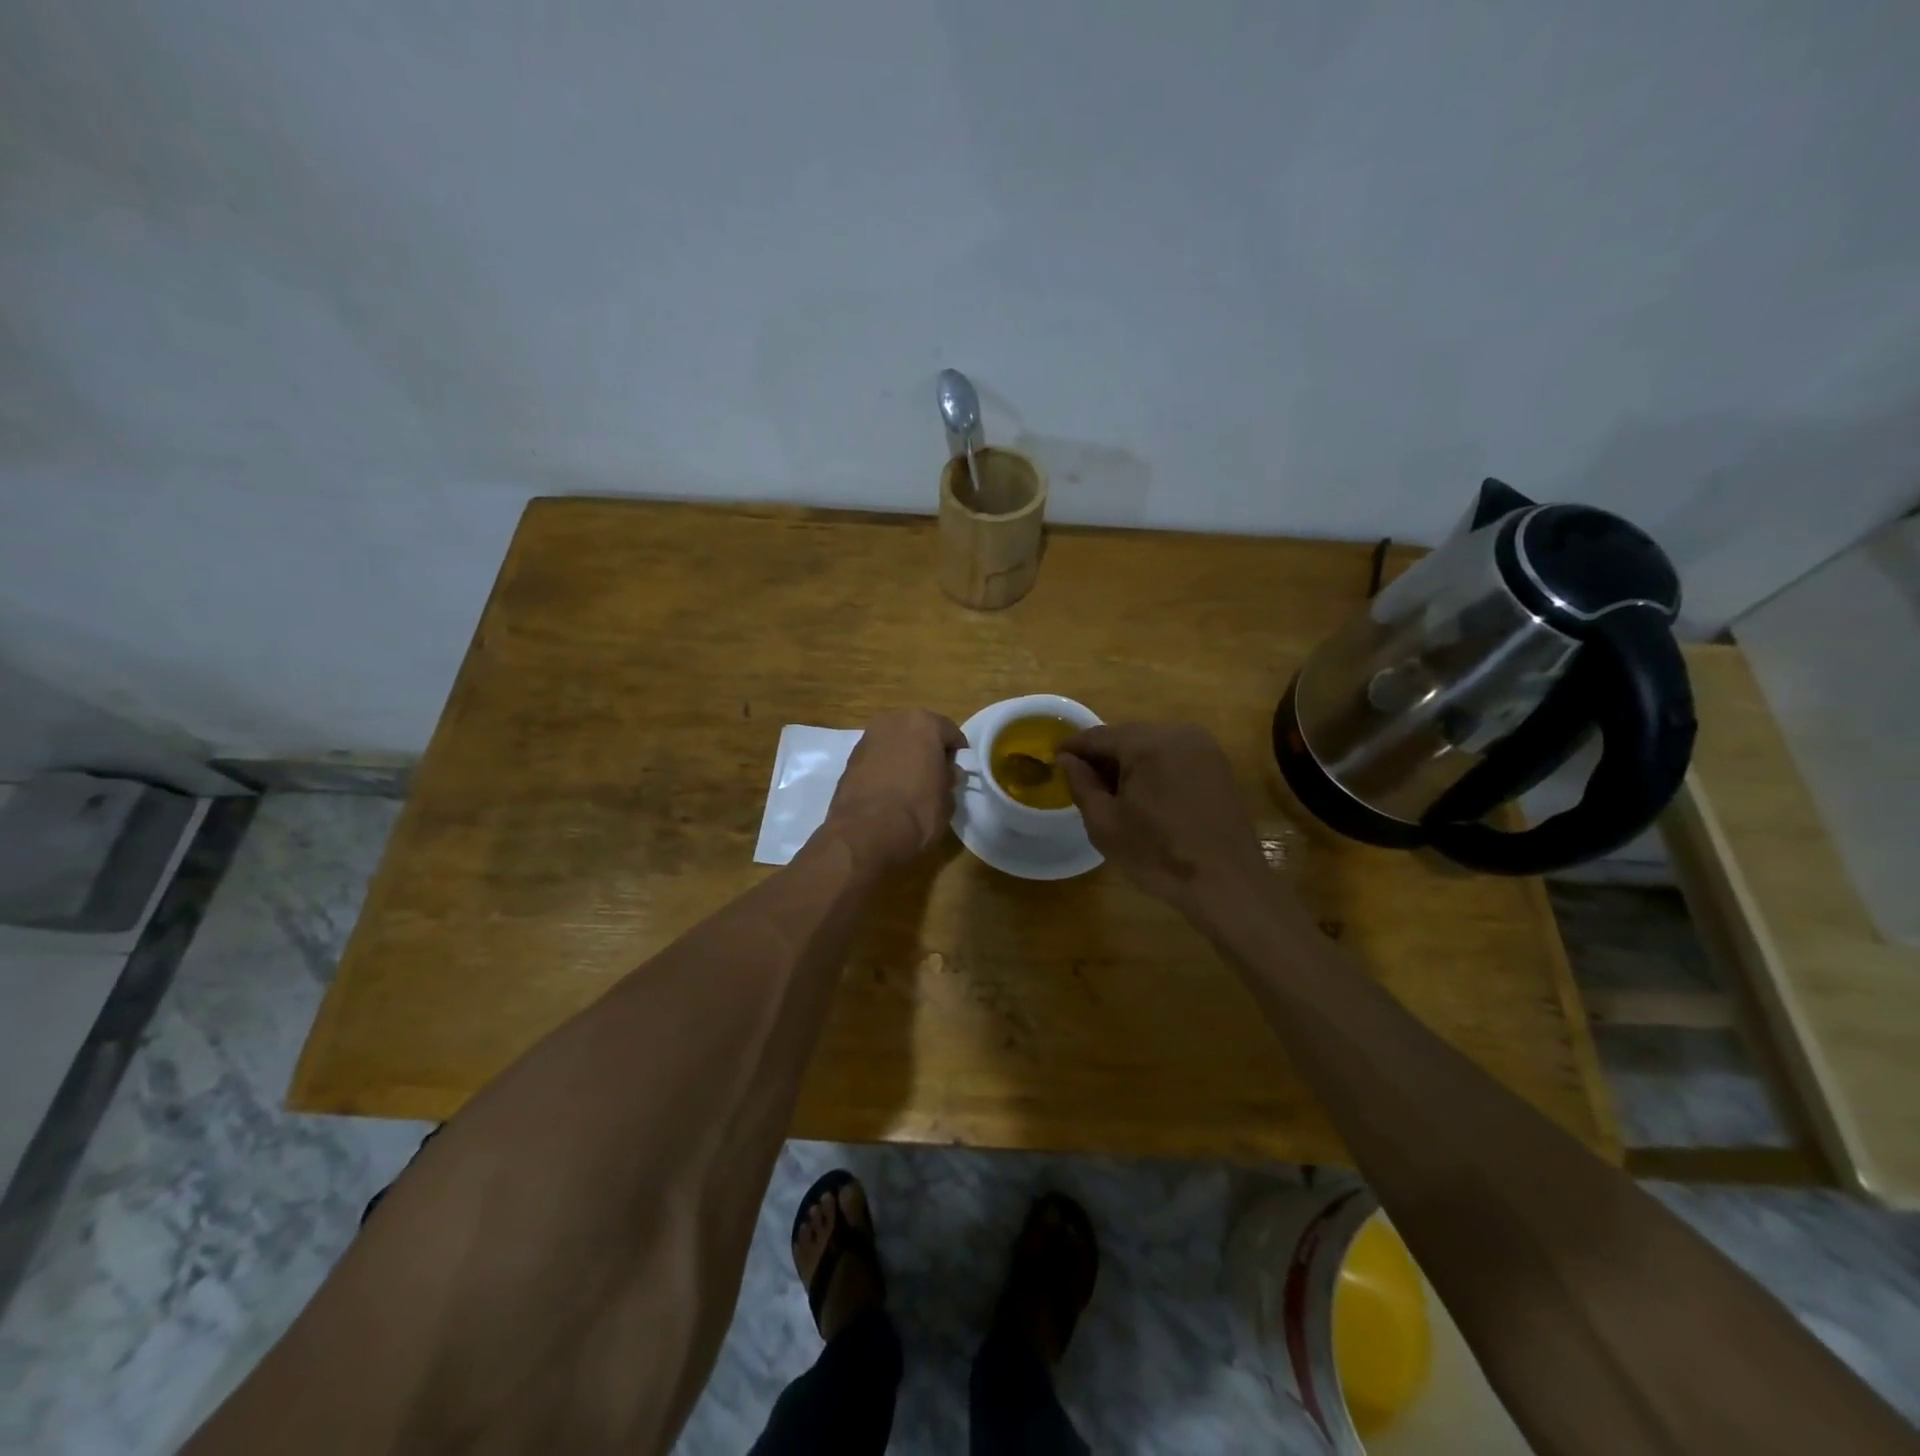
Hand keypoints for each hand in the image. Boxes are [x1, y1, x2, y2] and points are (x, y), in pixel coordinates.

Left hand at [823, 709, 965, 872]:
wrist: (865, 834)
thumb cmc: (917, 811)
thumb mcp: (948, 799)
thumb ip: (949, 778)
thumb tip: (948, 772)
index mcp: (924, 723)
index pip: (950, 733)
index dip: (957, 754)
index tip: (959, 772)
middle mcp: (894, 721)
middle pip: (919, 732)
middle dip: (927, 750)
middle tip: (935, 775)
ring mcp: (868, 738)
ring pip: (895, 743)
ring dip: (904, 757)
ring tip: (910, 784)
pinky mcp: (850, 758)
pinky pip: (877, 758)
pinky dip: (884, 767)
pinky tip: (889, 790)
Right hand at [1057, 722, 1273, 916]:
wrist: (1226, 883)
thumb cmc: (1158, 855)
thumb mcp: (1105, 823)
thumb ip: (1081, 784)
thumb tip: (1066, 759)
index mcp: (1147, 743)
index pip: (1098, 736)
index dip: (1073, 747)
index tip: (1053, 760)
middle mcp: (1178, 733)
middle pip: (1127, 736)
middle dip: (1102, 755)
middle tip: (1081, 780)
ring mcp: (1204, 747)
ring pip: (1152, 744)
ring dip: (1129, 762)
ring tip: (1112, 792)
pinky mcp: (1218, 765)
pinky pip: (1175, 756)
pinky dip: (1154, 768)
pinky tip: (1145, 796)